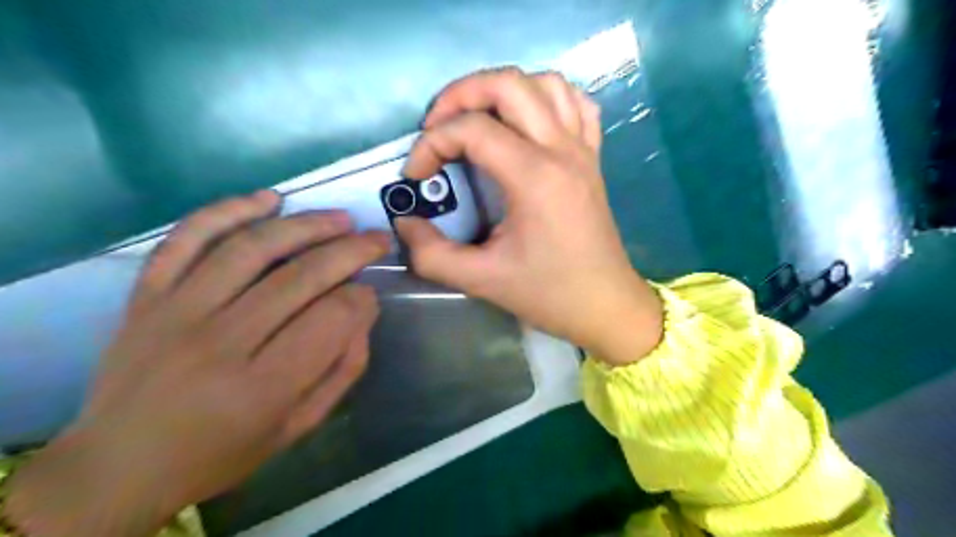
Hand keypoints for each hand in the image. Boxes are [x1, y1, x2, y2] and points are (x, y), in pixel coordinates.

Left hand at [5, 191, 387, 535]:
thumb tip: (363, 310)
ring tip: (340, 218)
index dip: (362, 300)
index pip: (332, 319)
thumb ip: (342, 369)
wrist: (118, 465)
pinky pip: (187, 238)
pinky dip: (229, 210)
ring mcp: (176, 312)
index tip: (371, 295)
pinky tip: (268, 200)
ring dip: (306, 224)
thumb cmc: (221, 451)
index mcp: (261, 387)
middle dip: (351, 250)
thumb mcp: (298, 426)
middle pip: (301, 276)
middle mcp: (219, 342)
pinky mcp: (146, 295)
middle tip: (377, 239)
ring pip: (252, 247)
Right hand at [396, 70, 666, 364]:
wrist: (605, 305)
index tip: (416, 176)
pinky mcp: (593, 159)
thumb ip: (432, 254)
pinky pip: (576, 105)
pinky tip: (528, 122)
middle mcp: (562, 150)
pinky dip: (546, 99)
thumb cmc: (549, 294)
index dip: (431, 144)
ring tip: (478, 119)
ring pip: (545, 83)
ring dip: (503, 90)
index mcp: (534, 177)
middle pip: (508, 84)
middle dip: (460, 94)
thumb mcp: (481, 280)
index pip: (472, 130)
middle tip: (436, 126)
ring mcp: (583, 150)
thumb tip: (405, 223)